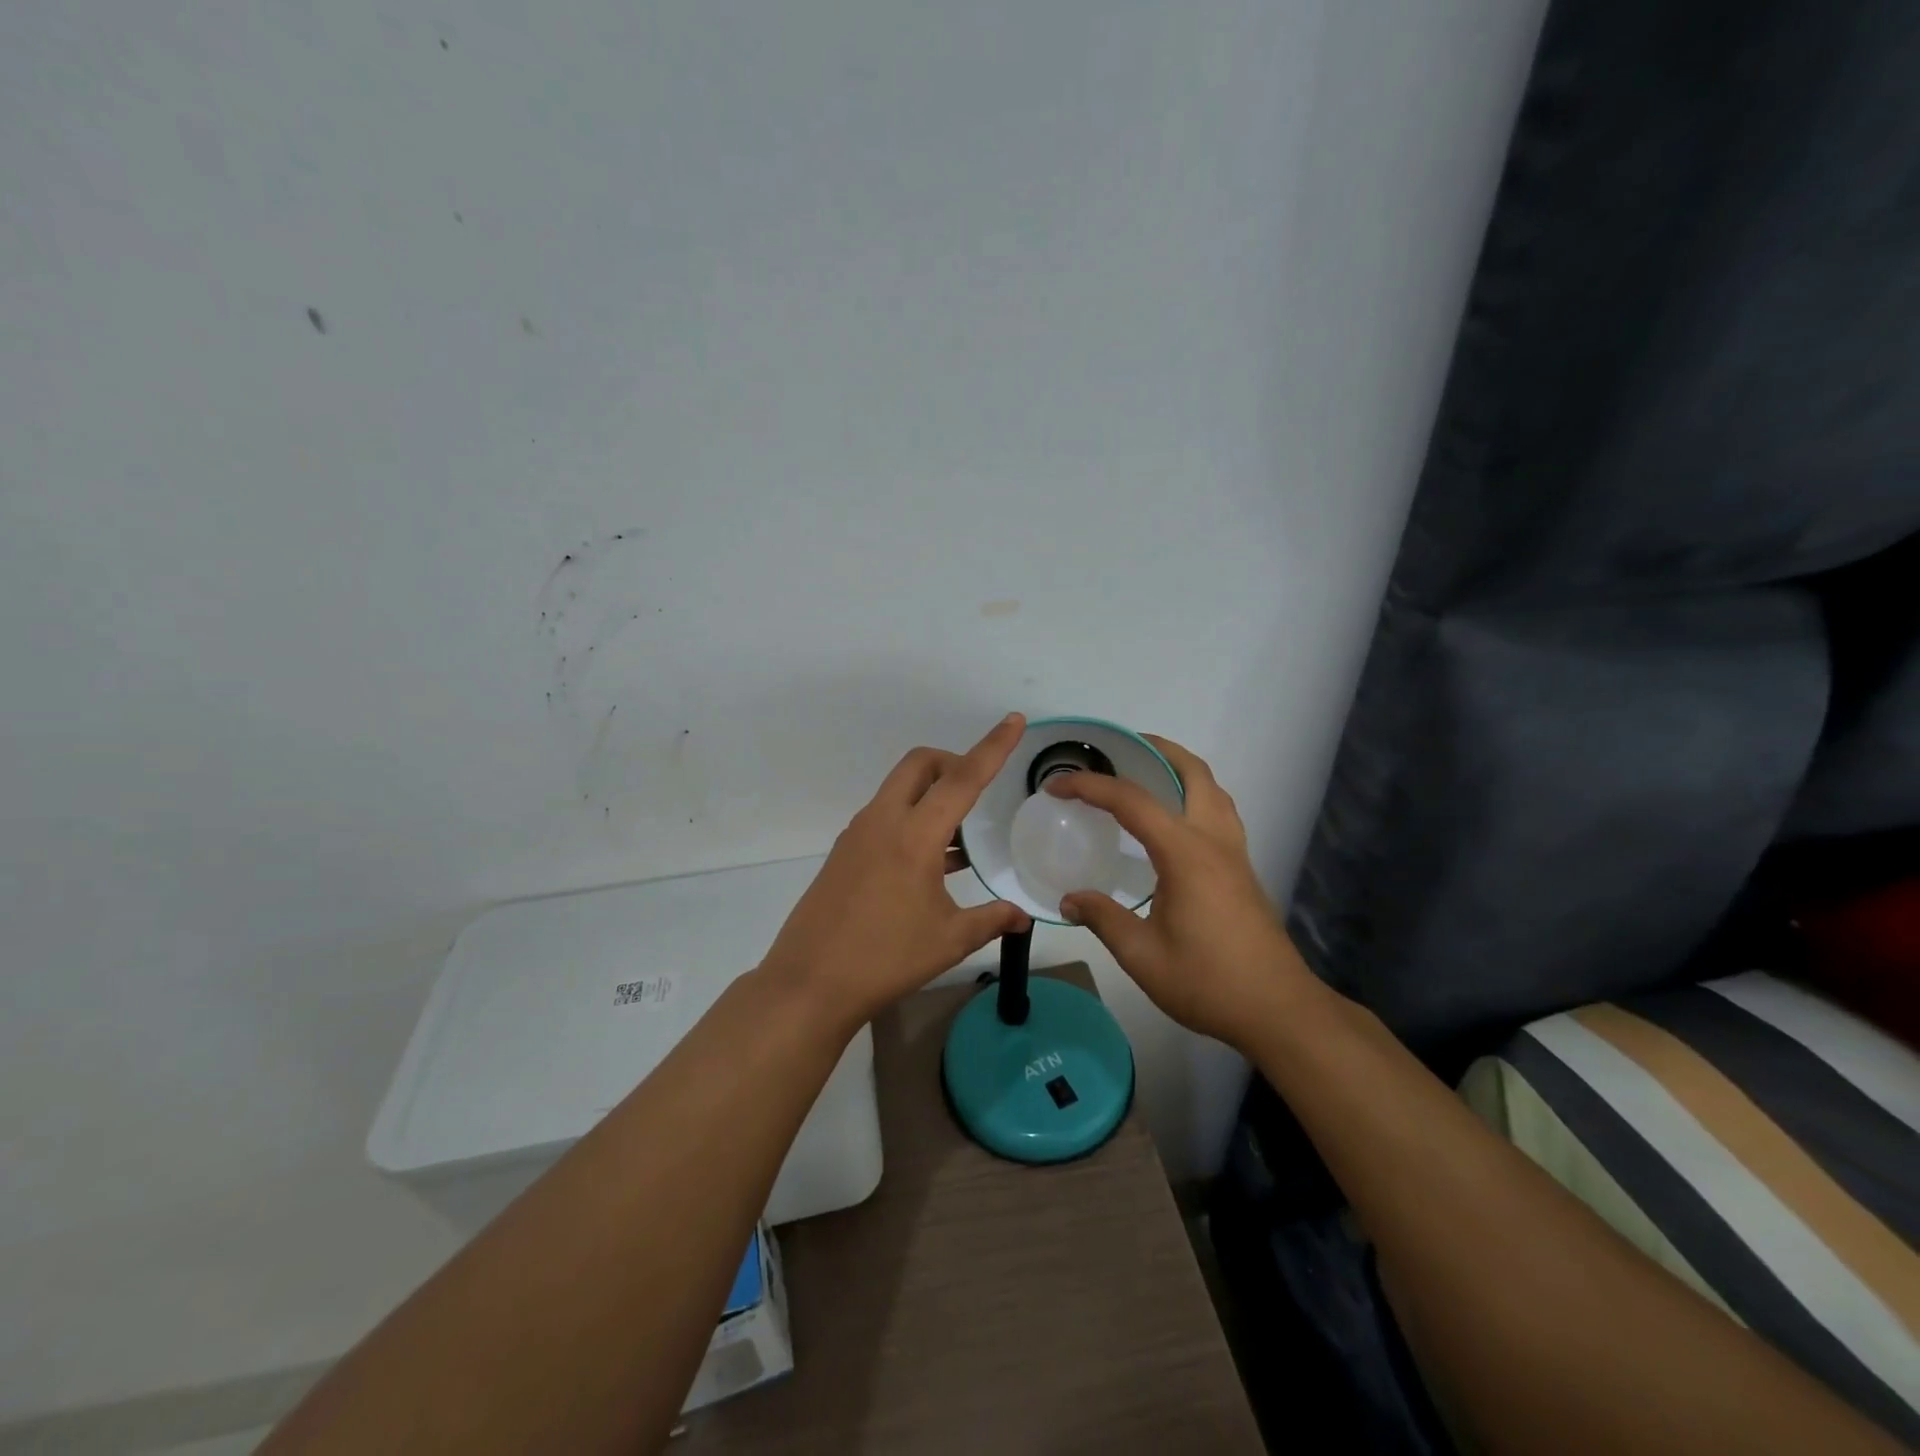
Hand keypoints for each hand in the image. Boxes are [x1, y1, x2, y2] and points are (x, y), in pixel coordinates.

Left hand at [759, 713, 1032, 1030]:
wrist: (809, 983)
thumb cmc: (886, 959)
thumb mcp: (949, 940)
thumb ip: (991, 920)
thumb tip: (1023, 917)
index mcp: (914, 835)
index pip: (962, 778)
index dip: (993, 747)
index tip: (1014, 720)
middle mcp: (883, 821)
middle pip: (920, 764)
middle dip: (953, 761)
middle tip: (979, 790)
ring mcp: (858, 834)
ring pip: (899, 789)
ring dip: (931, 794)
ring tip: (961, 837)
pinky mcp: (845, 852)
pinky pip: (885, 816)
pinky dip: (911, 820)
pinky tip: (931, 863)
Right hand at [1050, 737, 1312, 1048]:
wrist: (1278, 1010)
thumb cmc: (1208, 982)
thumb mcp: (1142, 955)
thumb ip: (1103, 918)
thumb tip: (1069, 899)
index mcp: (1185, 853)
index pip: (1131, 801)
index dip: (1089, 786)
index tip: (1056, 784)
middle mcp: (1213, 840)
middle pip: (1192, 772)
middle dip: (1156, 749)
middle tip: (1118, 747)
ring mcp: (1234, 853)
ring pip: (1213, 789)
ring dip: (1180, 769)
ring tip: (1146, 773)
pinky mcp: (1242, 870)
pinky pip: (1219, 812)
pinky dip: (1194, 795)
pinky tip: (1173, 821)